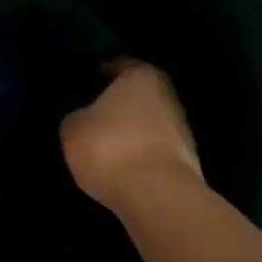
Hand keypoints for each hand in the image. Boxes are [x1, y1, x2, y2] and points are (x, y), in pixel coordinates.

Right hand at [60, 60, 201, 209]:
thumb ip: (79, 117)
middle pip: (140, 95)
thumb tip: (84, 119)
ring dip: (133, 133)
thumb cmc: (110, 148)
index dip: (104, 74)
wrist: (156, 195)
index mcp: (142, 76)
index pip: (122, 66)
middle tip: (96, 116)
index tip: (90, 84)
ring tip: (107, 147)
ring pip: (150, 124)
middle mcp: (167, 95)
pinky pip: (155, 151)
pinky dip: (141, 156)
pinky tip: (123, 169)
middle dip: (121, 105)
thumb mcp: (74, 129)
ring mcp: (182, 129)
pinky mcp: (187, 162)